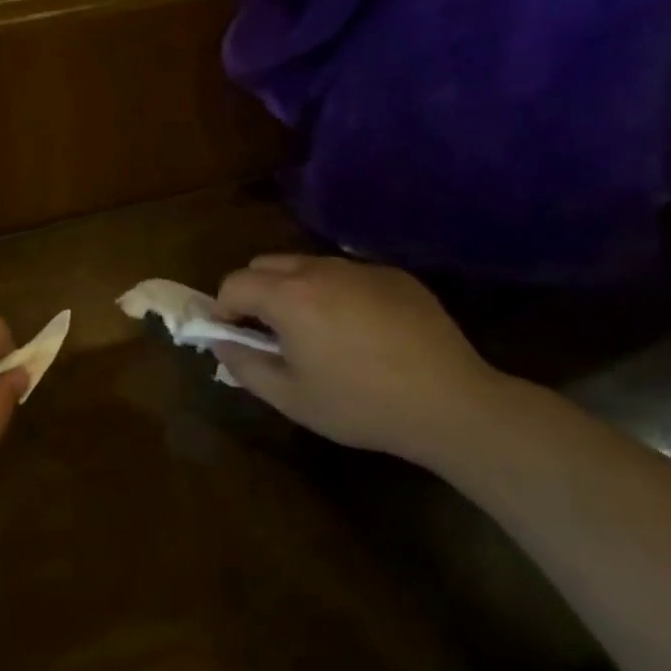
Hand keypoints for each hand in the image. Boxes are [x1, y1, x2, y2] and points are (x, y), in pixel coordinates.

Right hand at [213, 254, 512, 465]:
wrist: (450, 403)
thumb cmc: (360, 405)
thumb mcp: (289, 397)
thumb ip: (243, 365)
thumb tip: (220, 342)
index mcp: (289, 296)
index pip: (234, 283)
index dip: (224, 310)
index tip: (235, 338)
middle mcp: (321, 269)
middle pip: (266, 265)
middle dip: (255, 293)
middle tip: (270, 334)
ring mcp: (361, 268)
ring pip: (307, 266)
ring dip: (294, 291)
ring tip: (316, 332)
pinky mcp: (395, 276)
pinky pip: (347, 274)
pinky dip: (336, 293)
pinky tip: (361, 332)